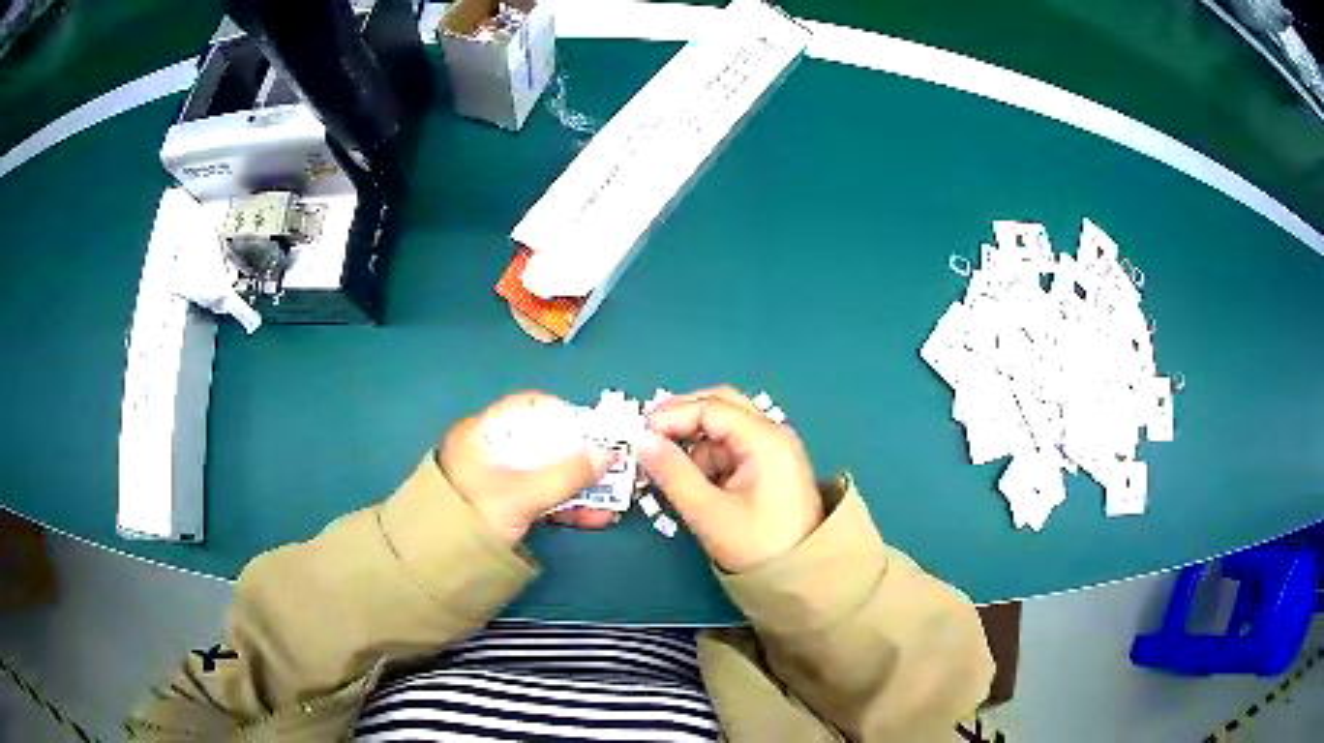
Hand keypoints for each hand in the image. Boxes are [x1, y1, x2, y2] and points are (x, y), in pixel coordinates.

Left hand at [438, 392, 614, 544]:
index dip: (564, 414)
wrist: (435, 564)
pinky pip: (541, 499)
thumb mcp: (520, 495)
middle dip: (580, 457)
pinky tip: (596, 518)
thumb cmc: (473, 515)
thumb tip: (608, 454)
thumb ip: (565, 475)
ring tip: (614, 498)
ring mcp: (498, 482)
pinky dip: (566, 506)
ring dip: (580, 485)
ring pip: (546, 474)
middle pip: (543, 443)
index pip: (528, 408)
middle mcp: (490, 452)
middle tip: (612, 467)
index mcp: (483, 433)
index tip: (595, 429)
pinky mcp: (506, 509)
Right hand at [638, 387, 822, 572]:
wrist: (803, 579)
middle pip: (719, 407)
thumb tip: (640, 441)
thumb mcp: (709, 512)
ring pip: (721, 430)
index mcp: (764, 438)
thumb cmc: (758, 546)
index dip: (670, 417)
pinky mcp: (766, 469)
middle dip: (680, 422)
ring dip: (691, 446)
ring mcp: (770, 451)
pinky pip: (728, 451)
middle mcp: (770, 434)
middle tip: (646, 441)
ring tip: (663, 474)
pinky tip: (687, 484)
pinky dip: (704, 461)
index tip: (637, 438)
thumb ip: (673, 473)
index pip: (710, 407)